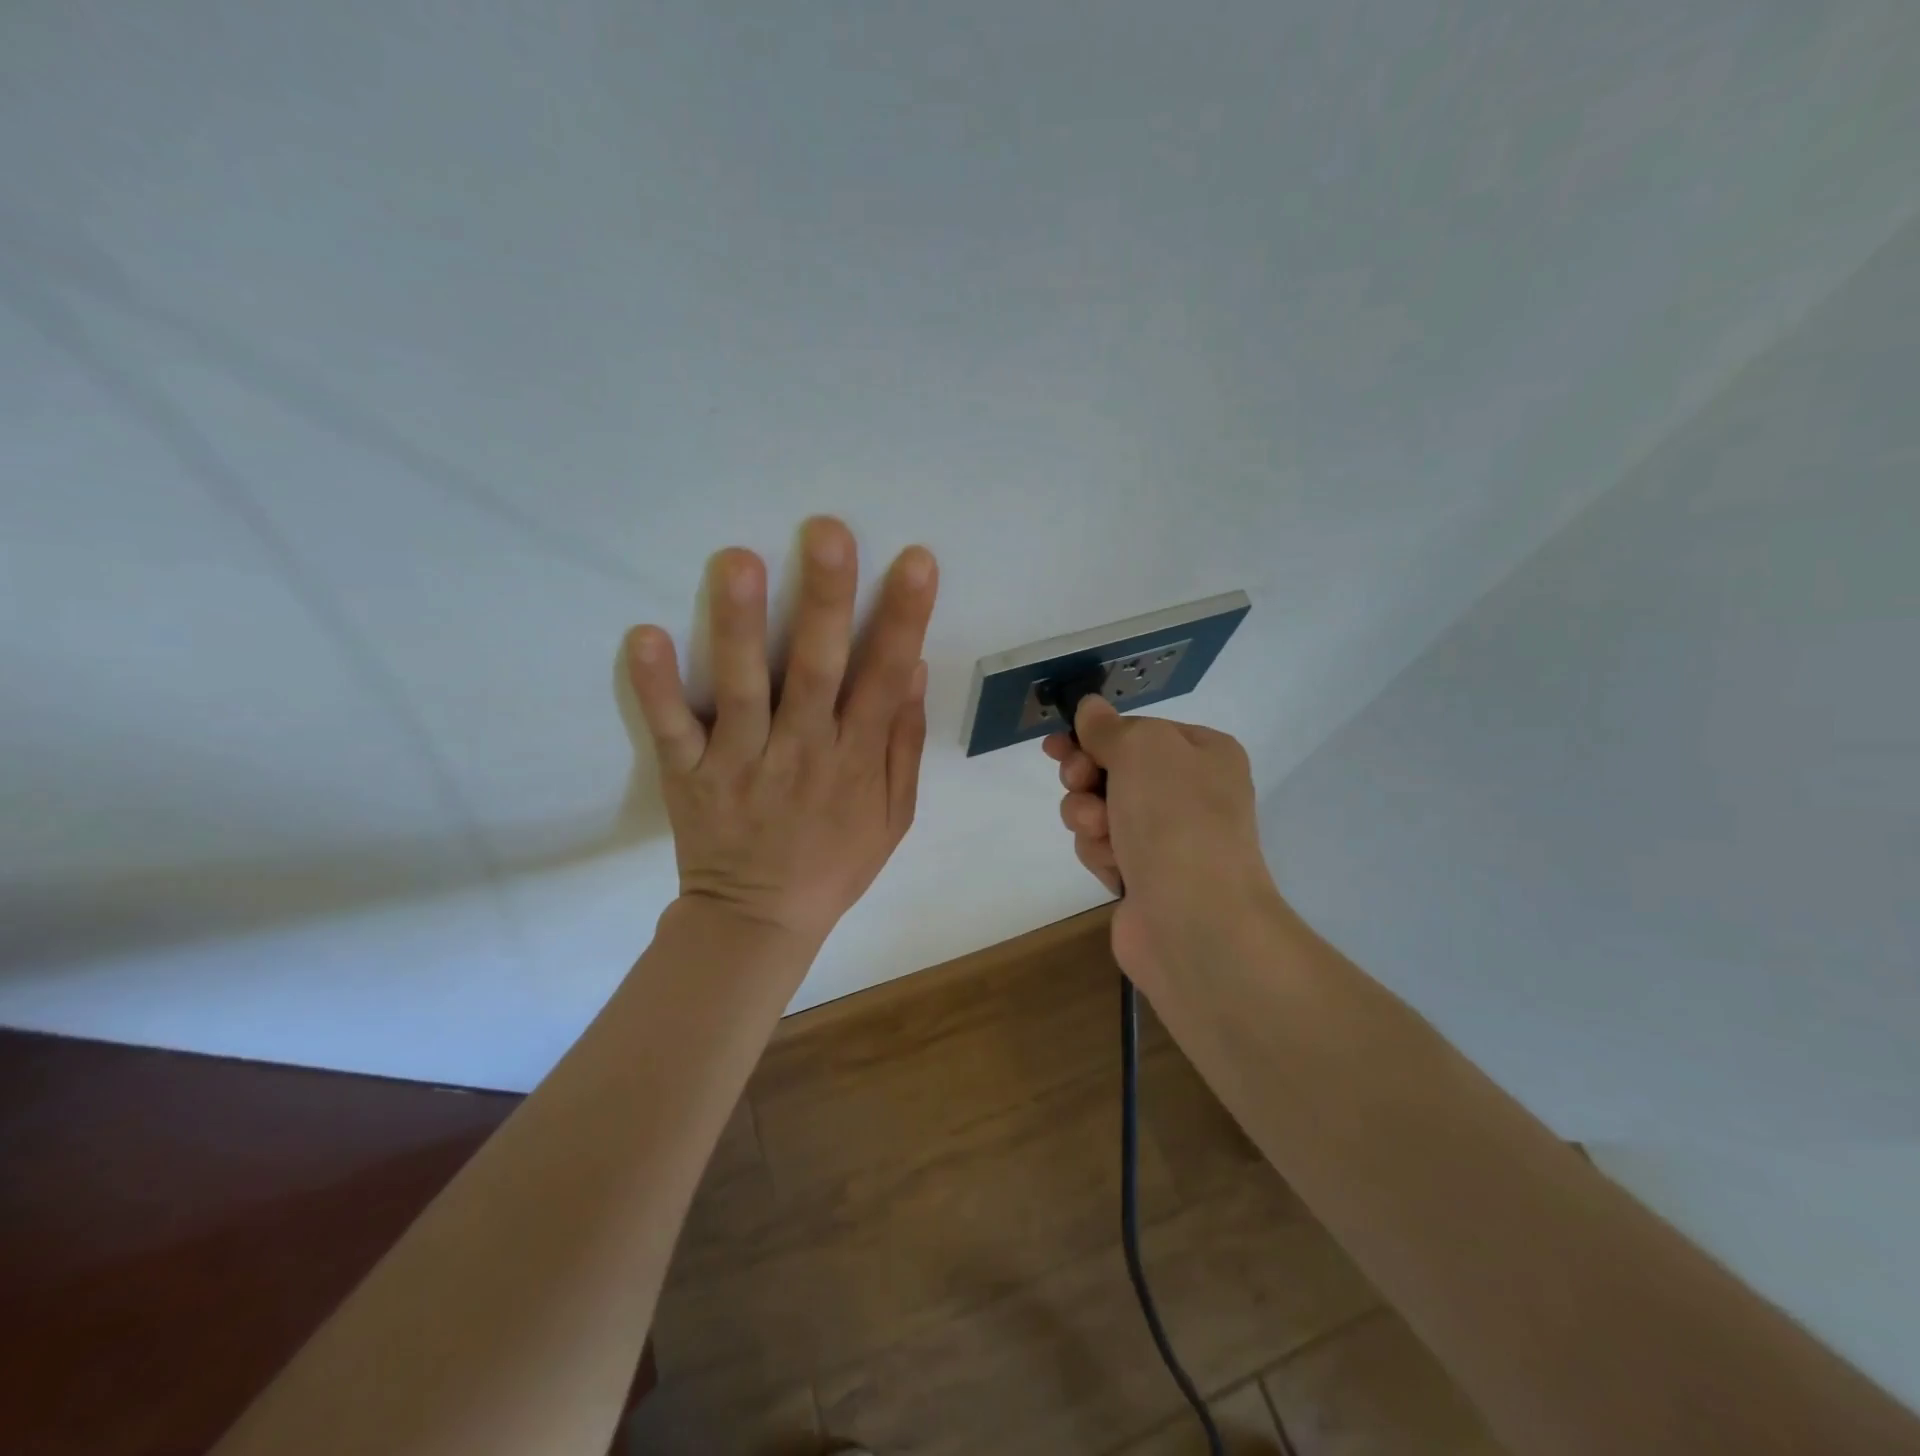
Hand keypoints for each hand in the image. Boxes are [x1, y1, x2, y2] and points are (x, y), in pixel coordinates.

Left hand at [624, 517, 937, 951]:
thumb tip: (913, 668)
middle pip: (816, 669)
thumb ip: (903, 743)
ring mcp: (741, 762)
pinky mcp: (690, 775)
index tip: (916, 561)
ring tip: (736, 560)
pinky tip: (644, 636)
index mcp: (855, 758)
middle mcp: (802, 751)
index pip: (885, 678)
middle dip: (826, 600)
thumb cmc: (834, 862)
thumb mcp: (894, 815)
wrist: (759, 920)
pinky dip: (656, 686)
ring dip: (739, 626)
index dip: (904, 619)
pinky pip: (672, 728)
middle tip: (827, 532)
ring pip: (743, 688)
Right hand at [1043, 697, 1282, 992]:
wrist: (1196, 920)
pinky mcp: (1145, 877)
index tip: (1056, 744)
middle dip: (1086, 778)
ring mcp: (1169, 839)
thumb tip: (1091, 709)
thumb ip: (1110, 727)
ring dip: (1089, 817)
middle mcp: (1190, 793)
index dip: (1093, 735)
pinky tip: (1114, 866)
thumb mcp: (1142, 749)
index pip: (1136, 731)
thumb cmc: (1176, 818)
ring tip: (1101, 833)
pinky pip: (1104, 849)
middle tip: (1078, 783)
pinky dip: (1101, 853)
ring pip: (1100, 810)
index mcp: (1204, 753)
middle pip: (1112, 770)